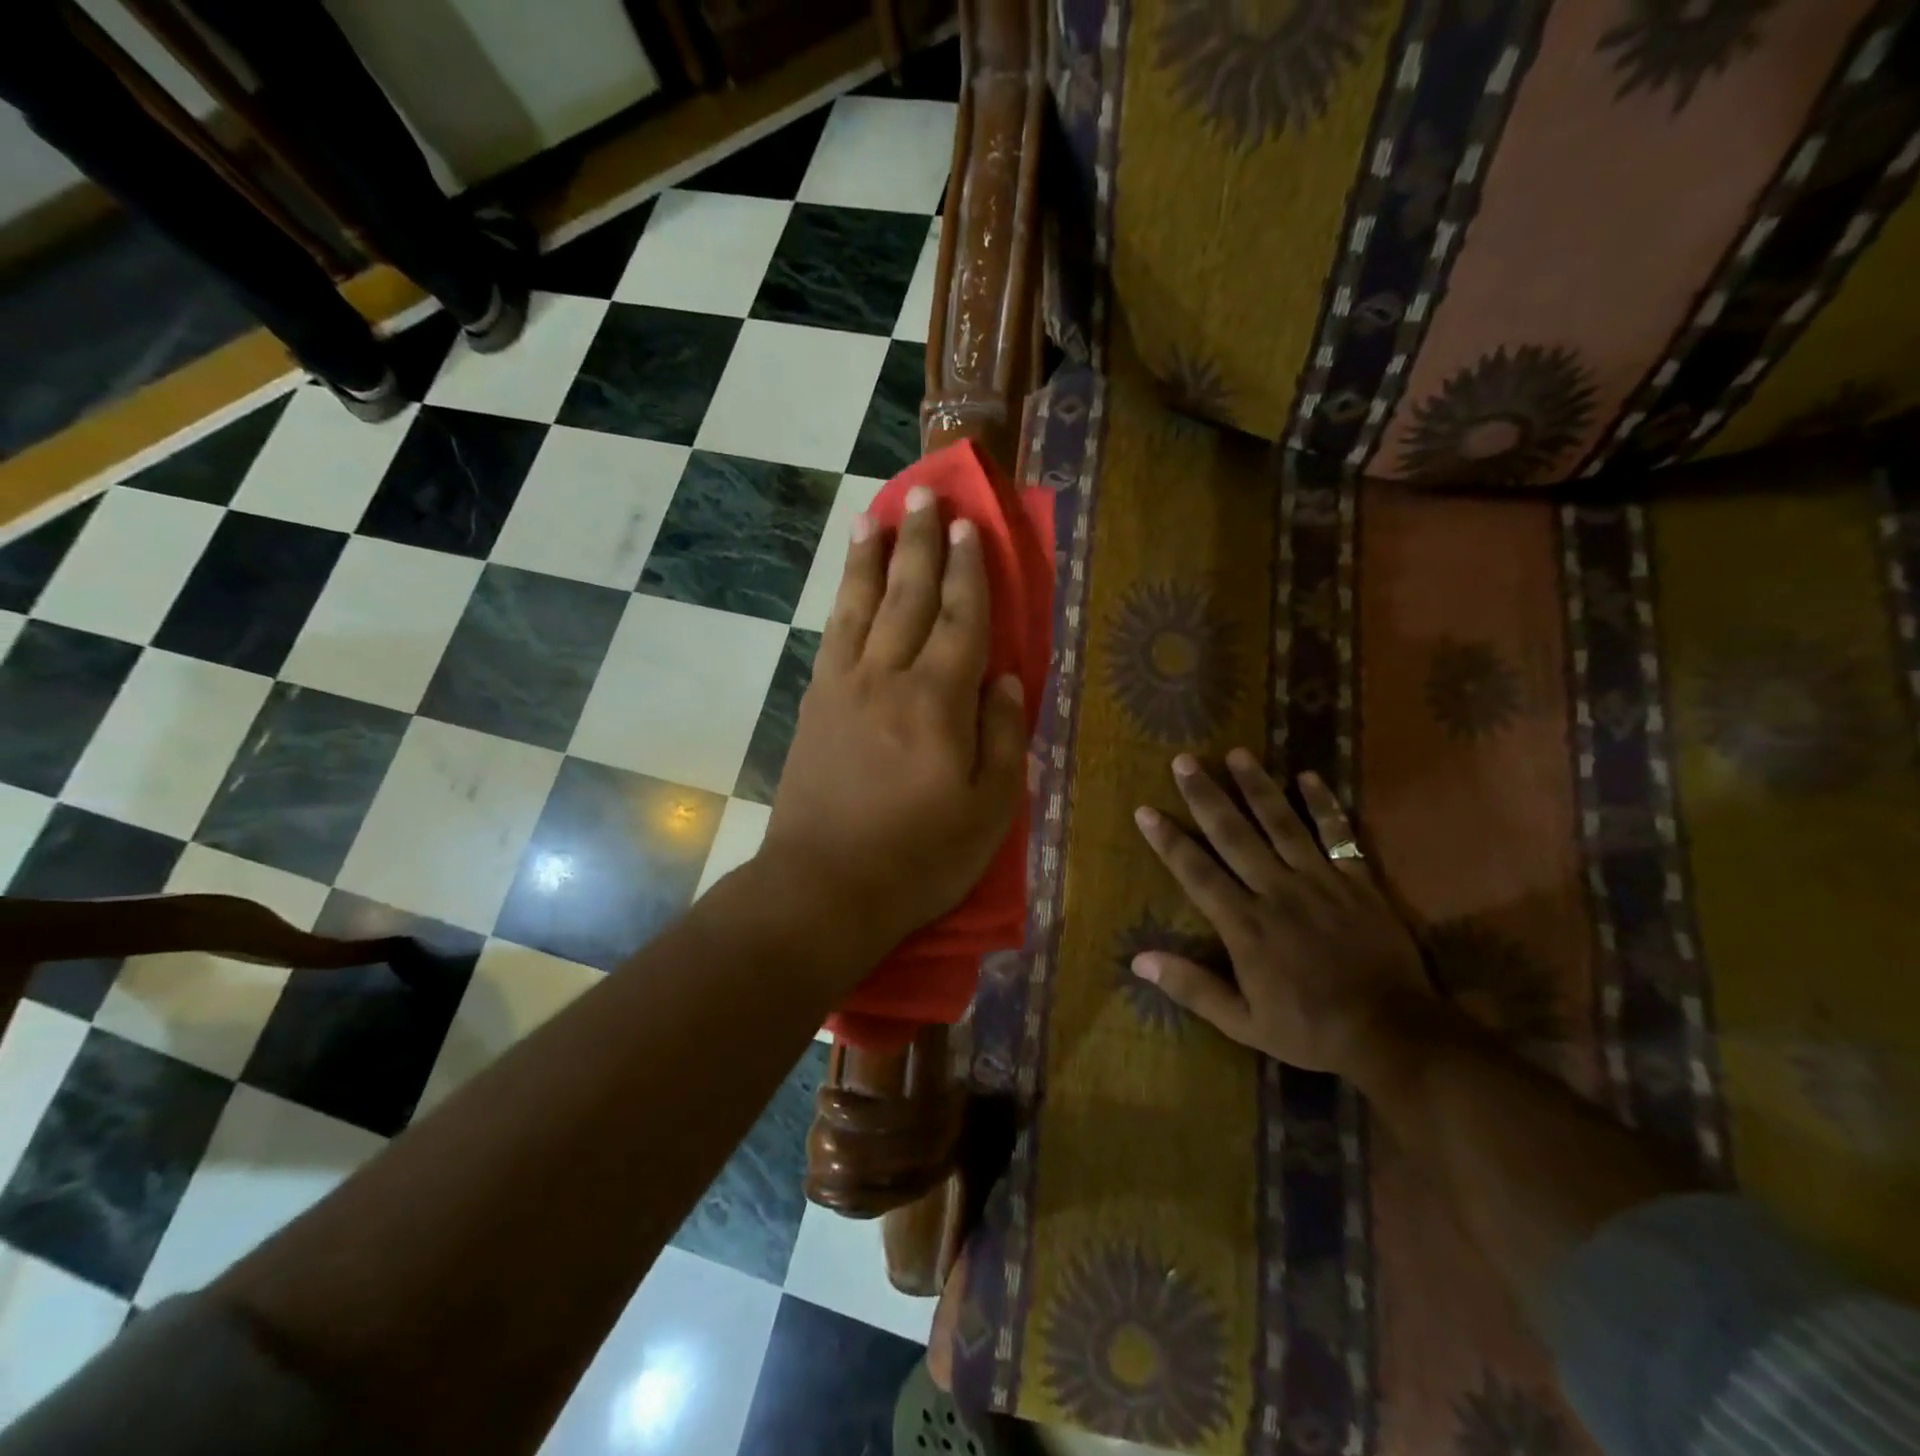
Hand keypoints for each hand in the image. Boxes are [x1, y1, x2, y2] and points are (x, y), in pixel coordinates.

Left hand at [758, 485, 1026, 974]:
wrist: (825, 886)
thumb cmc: (920, 857)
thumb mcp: (989, 809)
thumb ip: (1003, 736)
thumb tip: (1006, 678)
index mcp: (939, 702)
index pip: (962, 620)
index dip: (969, 571)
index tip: (969, 528)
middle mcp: (889, 678)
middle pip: (909, 596)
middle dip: (920, 543)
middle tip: (925, 496)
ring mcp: (843, 687)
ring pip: (861, 605)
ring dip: (872, 557)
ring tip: (876, 516)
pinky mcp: (815, 704)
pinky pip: (833, 635)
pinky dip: (843, 599)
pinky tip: (848, 583)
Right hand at [1131, 750, 1439, 1082]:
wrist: (1392, 1032)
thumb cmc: (1309, 1029)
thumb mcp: (1242, 1022)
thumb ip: (1192, 987)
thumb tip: (1139, 961)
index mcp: (1245, 925)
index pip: (1197, 872)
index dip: (1169, 841)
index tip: (1146, 810)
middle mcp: (1276, 891)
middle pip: (1234, 835)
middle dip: (1206, 796)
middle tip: (1184, 761)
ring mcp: (1320, 882)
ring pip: (1282, 824)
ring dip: (1257, 787)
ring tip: (1237, 754)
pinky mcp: (1357, 882)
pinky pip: (1338, 836)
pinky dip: (1325, 806)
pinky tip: (1309, 776)